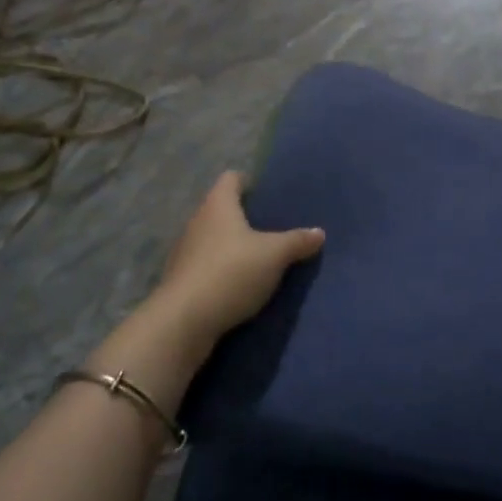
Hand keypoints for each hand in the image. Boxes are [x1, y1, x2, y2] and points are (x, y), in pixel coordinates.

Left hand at [146, 171, 324, 347]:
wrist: (184, 321)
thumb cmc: (231, 272)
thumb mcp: (274, 256)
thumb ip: (297, 242)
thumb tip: (319, 232)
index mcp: (218, 206)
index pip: (231, 179)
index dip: (248, 181)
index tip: (267, 193)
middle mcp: (197, 222)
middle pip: (221, 209)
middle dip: (244, 217)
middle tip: (272, 227)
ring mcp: (185, 252)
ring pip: (213, 239)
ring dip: (233, 246)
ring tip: (260, 257)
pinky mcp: (182, 281)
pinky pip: (207, 266)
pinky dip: (223, 270)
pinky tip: (241, 284)